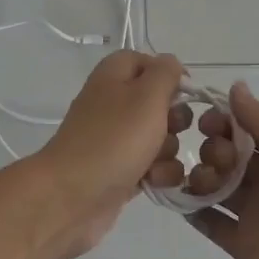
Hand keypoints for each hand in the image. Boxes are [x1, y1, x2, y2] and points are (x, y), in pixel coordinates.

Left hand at [27, 51, 188, 258]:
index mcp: (114, 75)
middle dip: (174, 119)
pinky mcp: (120, 169)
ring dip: (168, 150)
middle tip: (170, 129)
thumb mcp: (147, 95)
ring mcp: (116, 138)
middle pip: (159, 102)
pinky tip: (153, 181)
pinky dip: (158, 173)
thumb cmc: (114, 139)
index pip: (148, 61)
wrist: (72, 197)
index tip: (186, 92)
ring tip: (156, 164)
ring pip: (160, 136)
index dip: (170, 74)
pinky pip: (152, 165)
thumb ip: (166, 72)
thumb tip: (172, 65)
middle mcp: (114, 102)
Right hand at [184, 83, 258, 258]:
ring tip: (203, 185)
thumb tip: (235, 87)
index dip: (224, 119)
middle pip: (228, 152)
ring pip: (215, 185)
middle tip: (219, 162)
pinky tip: (179, 201)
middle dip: (212, 147)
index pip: (248, 125)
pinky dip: (192, 210)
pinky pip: (210, 222)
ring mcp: (256, 214)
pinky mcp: (243, 247)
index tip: (206, 122)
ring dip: (199, 176)